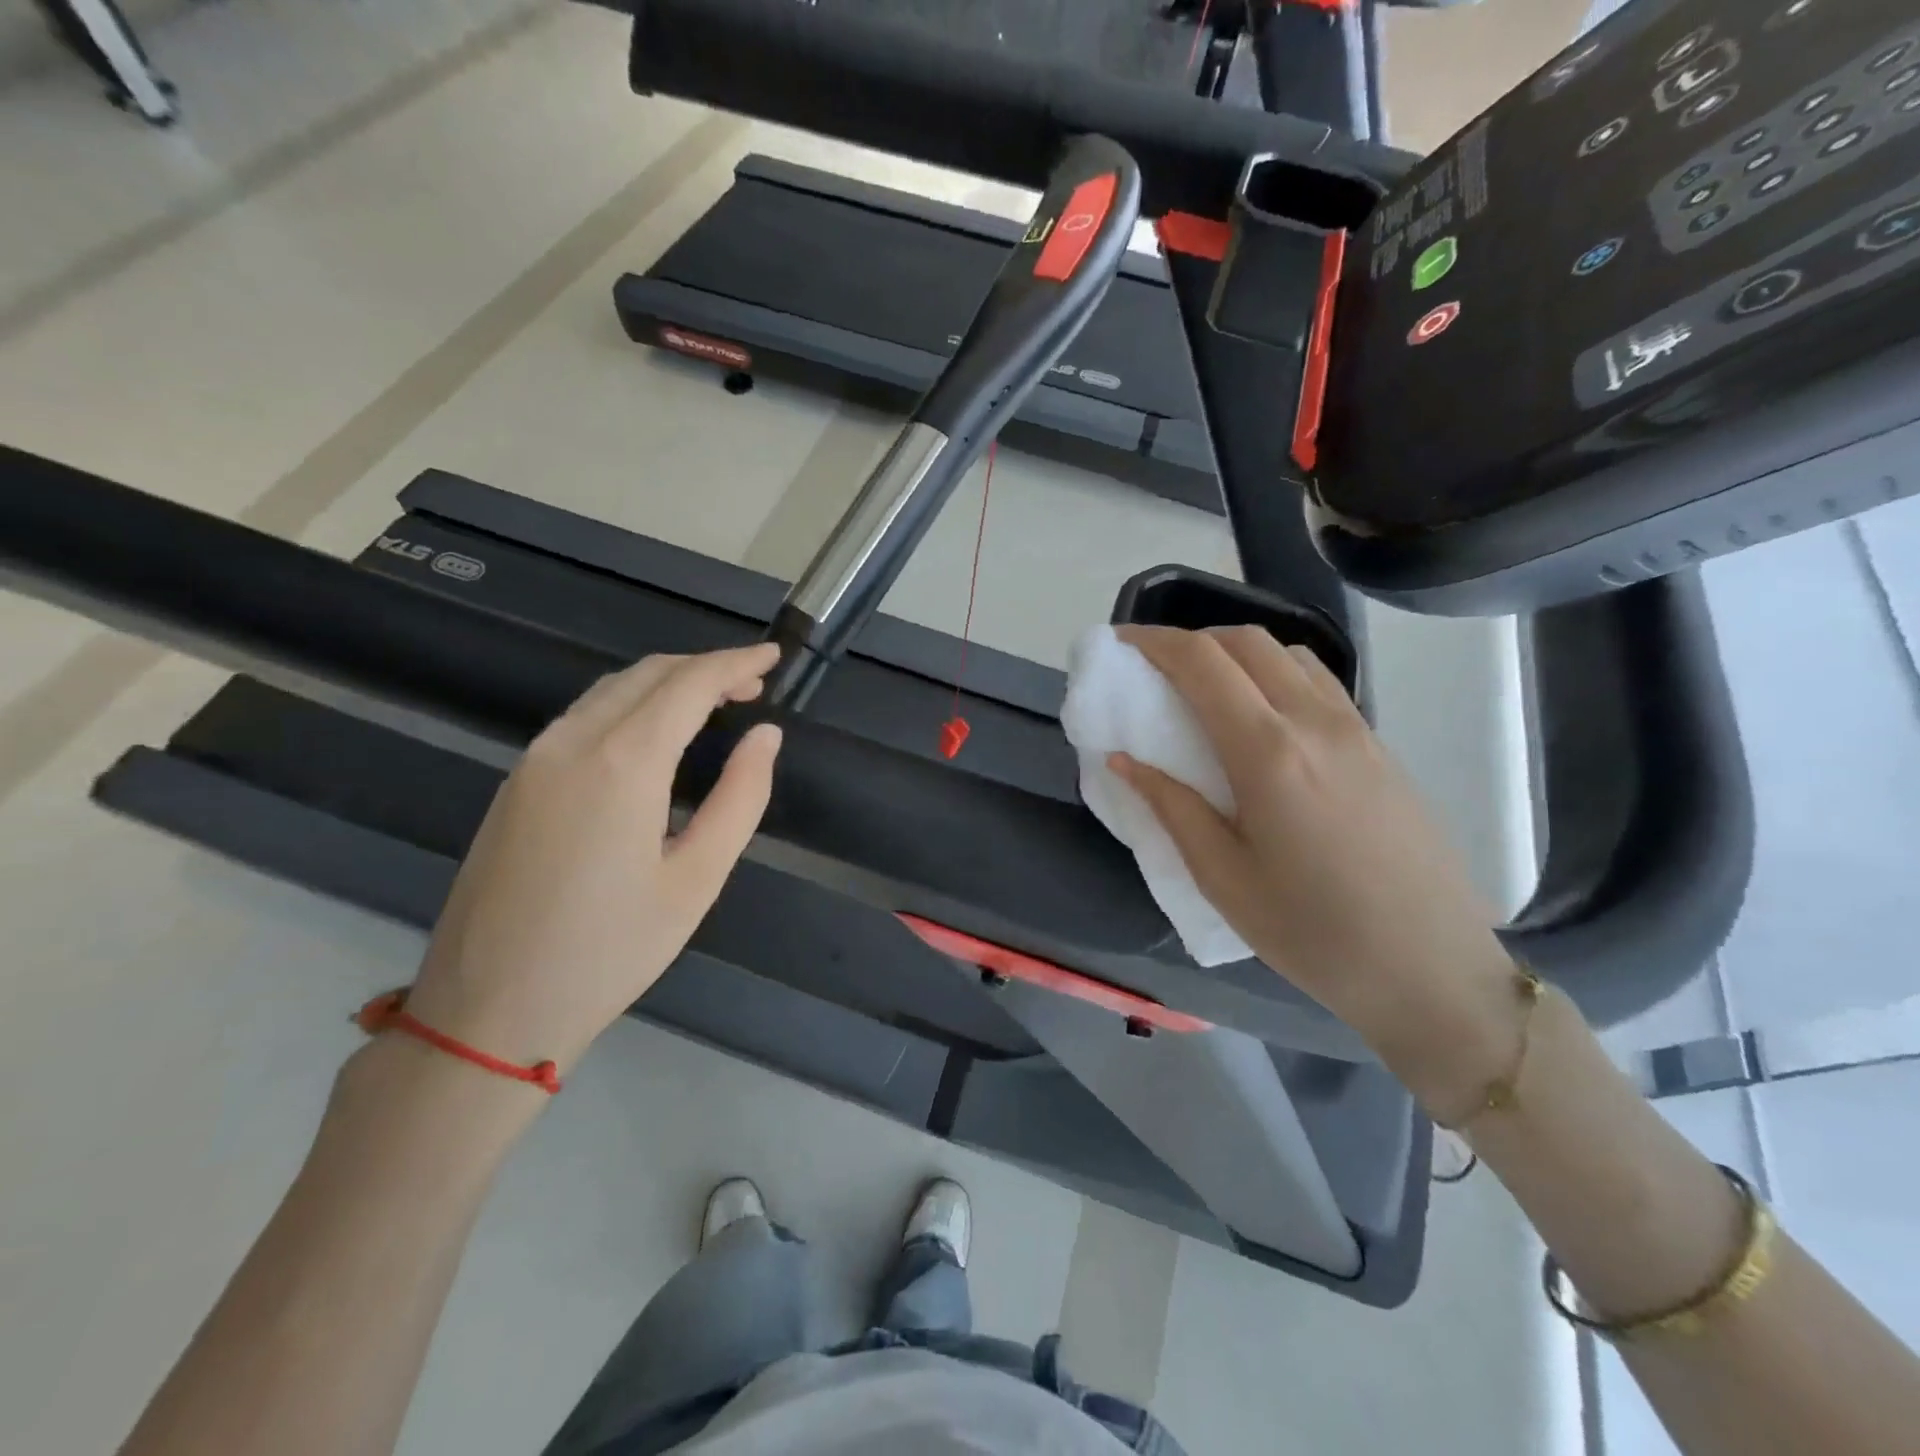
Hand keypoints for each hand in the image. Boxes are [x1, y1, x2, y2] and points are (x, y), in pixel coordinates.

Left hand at [403, 644, 783, 1077]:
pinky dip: (631, 704)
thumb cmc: (611, 951)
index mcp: (623, 762)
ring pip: (611, 690)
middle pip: (648, 674)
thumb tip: (765, 736)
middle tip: (752, 685)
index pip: (689, 684)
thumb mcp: (697, 879)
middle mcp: (572, 742)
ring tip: (713, 704)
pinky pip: (583, 716)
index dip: (735, 663)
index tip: (774, 657)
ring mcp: (534, 759)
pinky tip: (654, 734)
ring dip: (666, 682)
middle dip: (705, 667)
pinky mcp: (516, 782)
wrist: (488, 1012)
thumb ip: (739, 797)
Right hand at [1111, 626, 1521, 1113]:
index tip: (1120, 643)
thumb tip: (1122, 759)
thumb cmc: (1313, 935)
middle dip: (1191, 639)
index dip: (1155, 642)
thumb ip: (1171, 807)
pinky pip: (1319, 683)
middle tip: (1155, 668)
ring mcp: (1356, 730)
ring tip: (1205, 689)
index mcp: (1268, 753)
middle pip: (1246, 642)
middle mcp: (1315, 723)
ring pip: (1289, 654)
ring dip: (1237, 652)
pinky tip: (1261, 718)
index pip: (1203, 663)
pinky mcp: (1380, 747)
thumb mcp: (1223, 879)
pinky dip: (1275, 674)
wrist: (1432, 971)